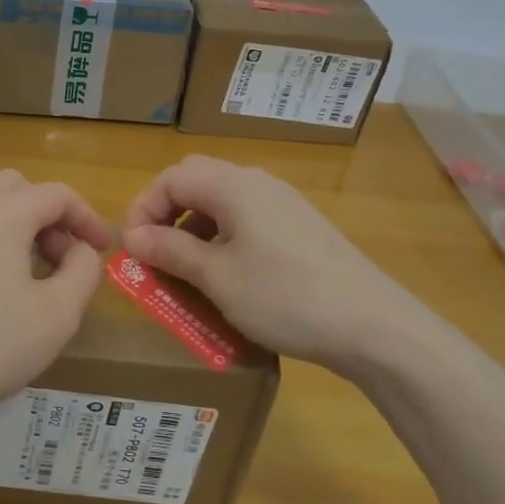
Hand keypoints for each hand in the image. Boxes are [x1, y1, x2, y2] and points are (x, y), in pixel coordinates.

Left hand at [0, 169, 110, 438]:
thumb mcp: (58, 315)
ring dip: (6, 222)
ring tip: (16, 268)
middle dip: (45, 215)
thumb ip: (83, 270)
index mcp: (4, 212)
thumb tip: (79, 250)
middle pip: (15, 188)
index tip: (101, 247)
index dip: (87, 217)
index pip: (57, 195)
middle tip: (57, 258)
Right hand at [121, 155, 425, 374]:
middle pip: (196, 182)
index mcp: (233, 185)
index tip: (132, 250)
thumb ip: (170, 251)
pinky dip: (223, 240)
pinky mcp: (300, 227)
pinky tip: (227, 276)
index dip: (142, 208)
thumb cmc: (284, 296)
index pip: (171, 177)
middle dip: (166, 214)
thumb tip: (133, 236)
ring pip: (222, 203)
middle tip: (153, 253)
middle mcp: (257, 183)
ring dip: (194, 229)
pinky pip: (247, 221)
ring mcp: (283, 204)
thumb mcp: (217, 278)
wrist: (372, 325)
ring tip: (185, 271)